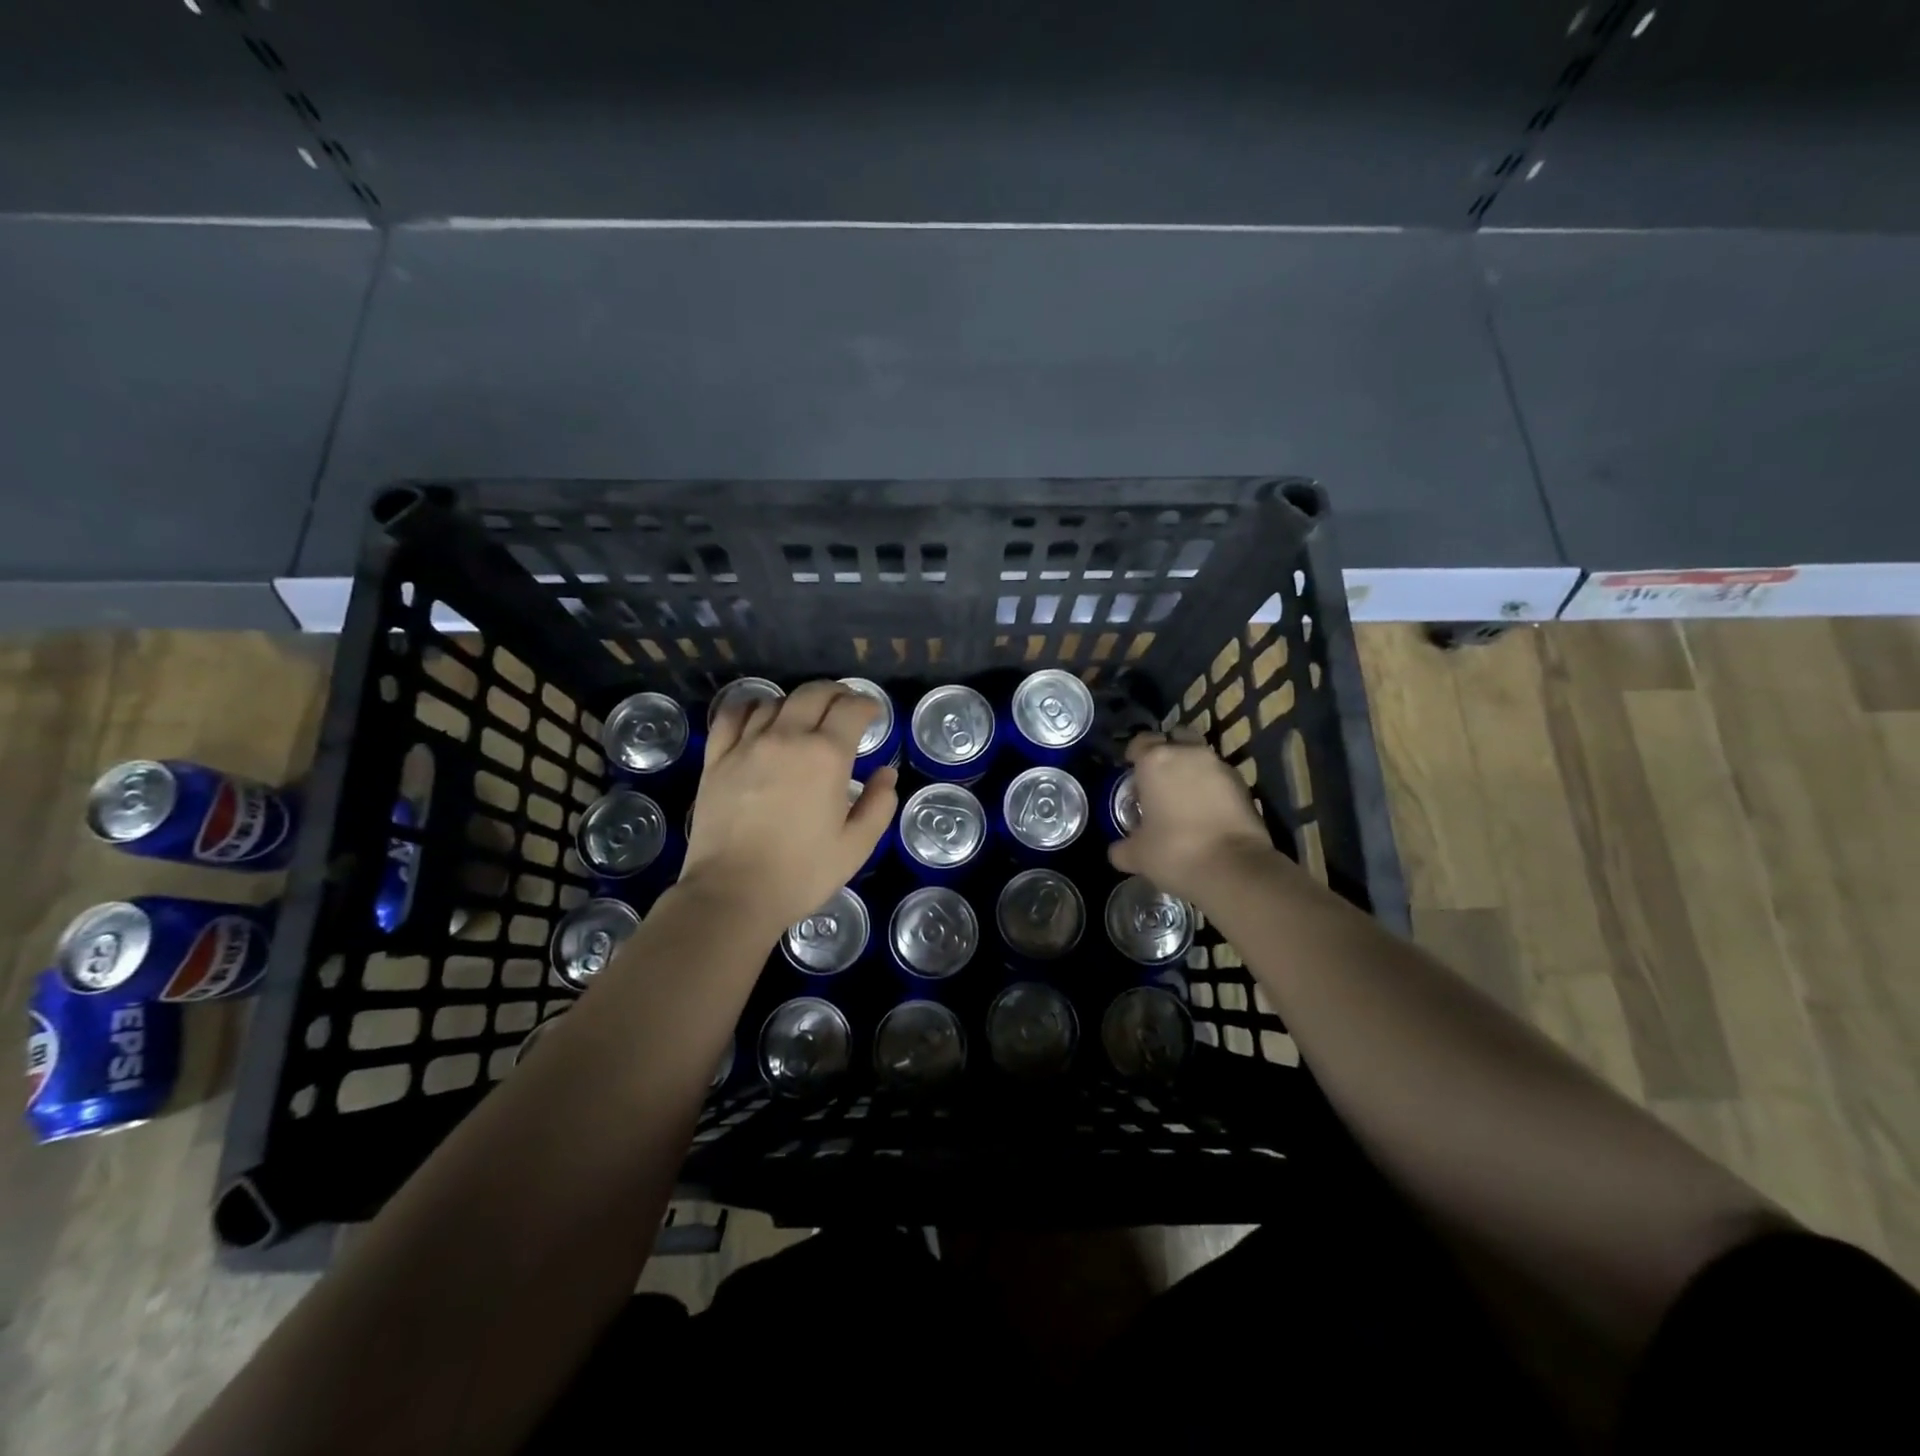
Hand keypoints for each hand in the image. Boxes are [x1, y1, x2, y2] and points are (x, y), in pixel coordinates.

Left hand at [679, 680, 898, 938]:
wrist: (733, 893)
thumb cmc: (802, 873)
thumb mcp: (857, 846)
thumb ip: (878, 804)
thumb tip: (886, 774)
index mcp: (827, 756)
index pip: (852, 708)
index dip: (868, 705)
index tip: (873, 714)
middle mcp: (787, 737)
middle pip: (814, 693)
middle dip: (836, 694)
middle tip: (845, 708)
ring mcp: (747, 744)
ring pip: (776, 701)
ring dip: (798, 703)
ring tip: (805, 718)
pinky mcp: (717, 758)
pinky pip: (733, 715)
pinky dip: (752, 708)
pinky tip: (759, 717)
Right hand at [1108, 732, 1276, 905]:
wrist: (1234, 869)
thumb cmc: (1174, 852)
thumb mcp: (1137, 855)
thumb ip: (1123, 847)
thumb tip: (1119, 850)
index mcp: (1155, 761)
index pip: (1141, 742)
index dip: (1134, 755)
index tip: (1132, 772)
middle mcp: (1189, 754)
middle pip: (1175, 739)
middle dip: (1168, 754)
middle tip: (1159, 780)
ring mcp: (1220, 767)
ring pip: (1200, 758)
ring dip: (1191, 771)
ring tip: (1184, 799)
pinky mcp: (1244, 785)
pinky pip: (1219, 778)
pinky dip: (1212, 788)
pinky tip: (1206, 813)